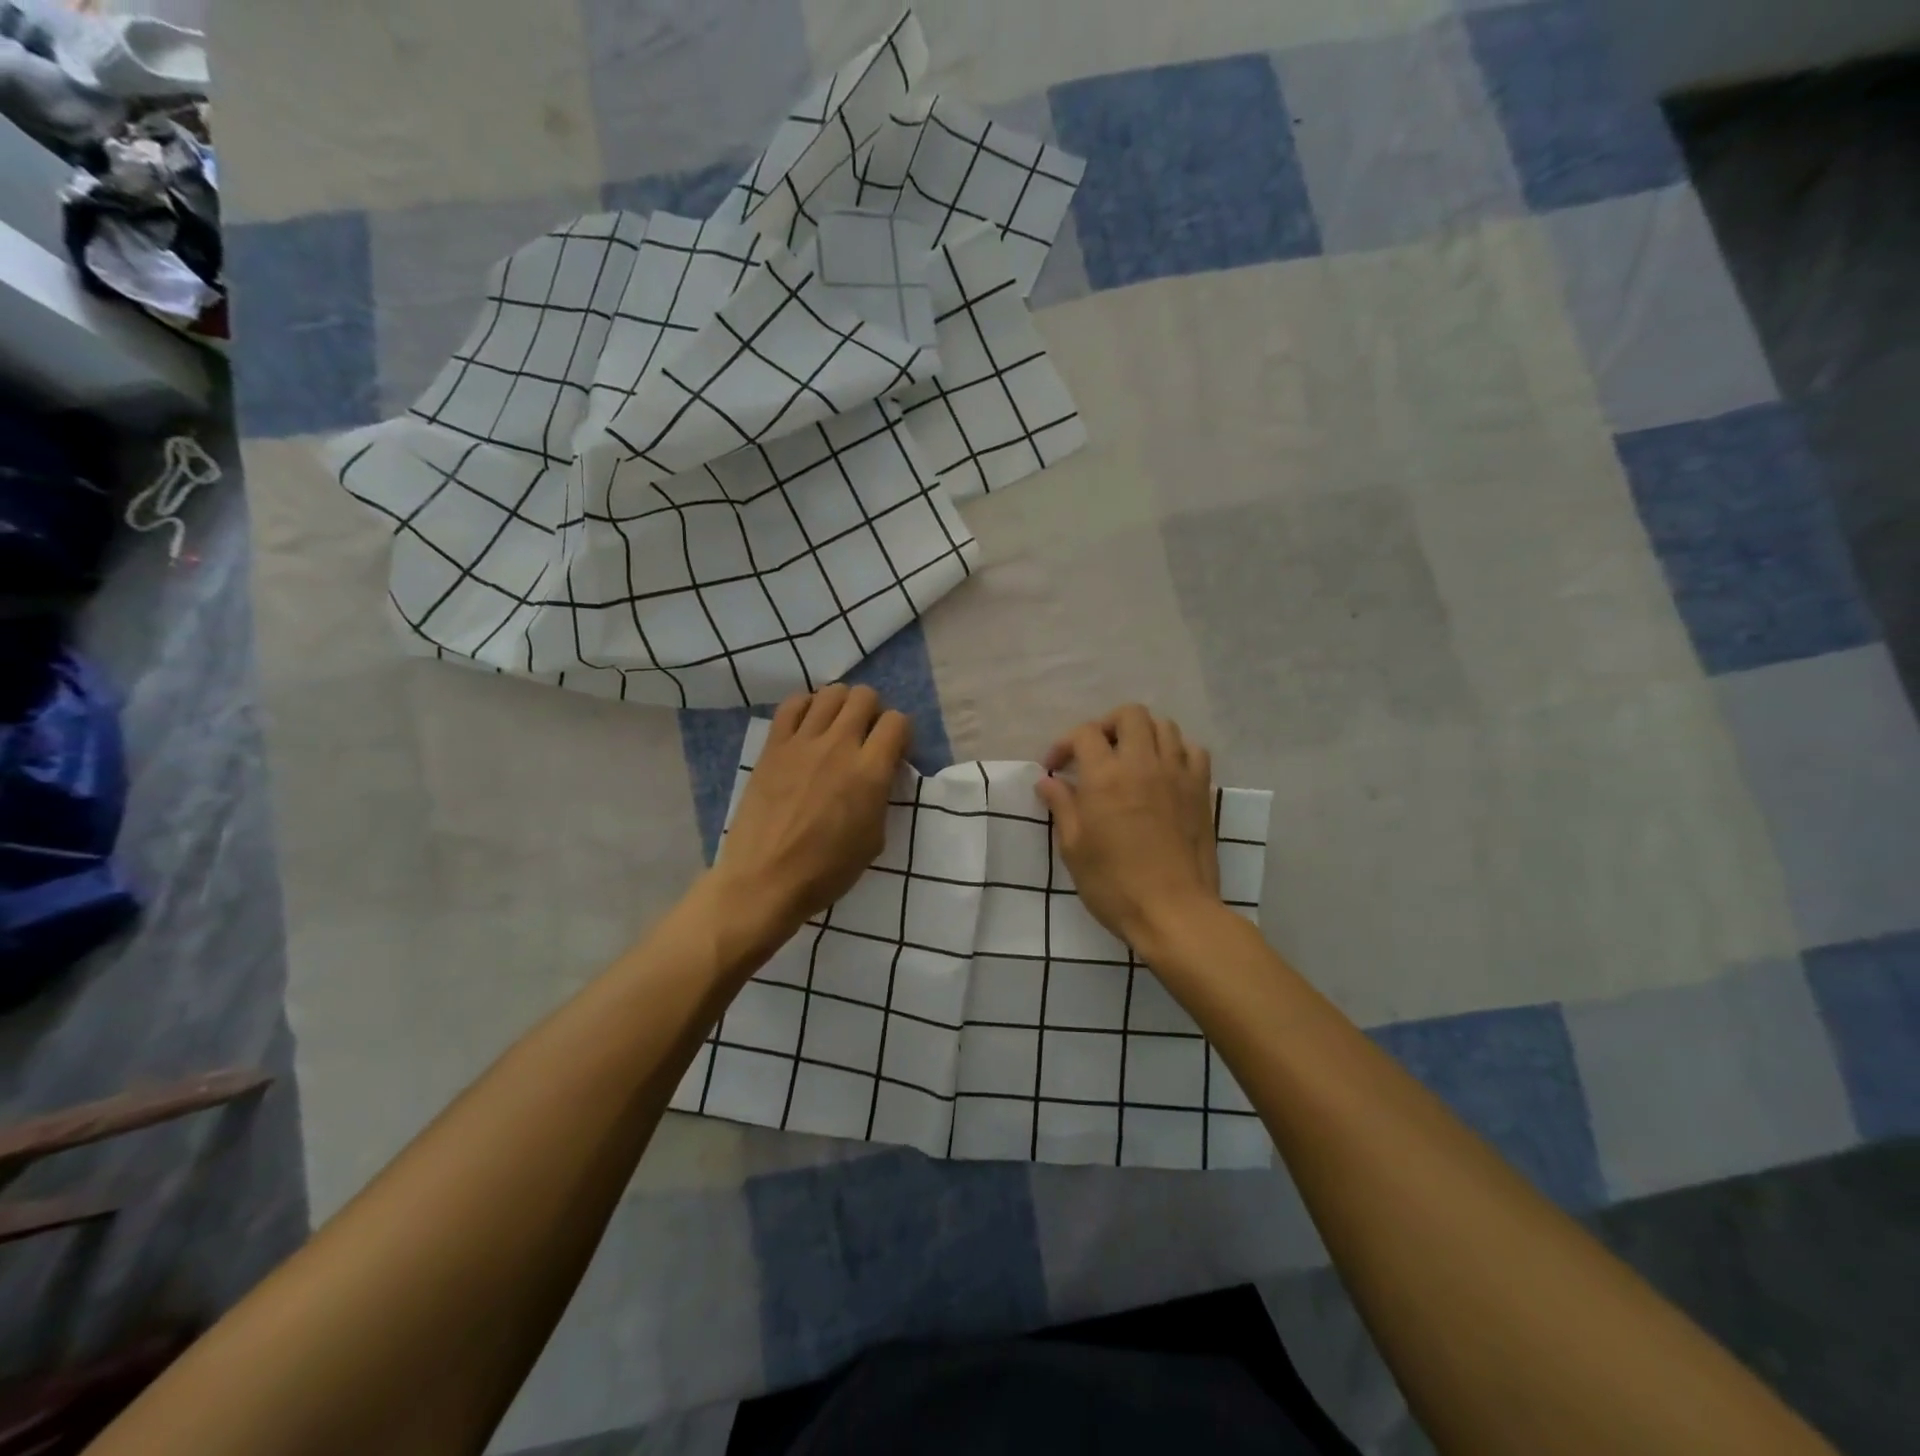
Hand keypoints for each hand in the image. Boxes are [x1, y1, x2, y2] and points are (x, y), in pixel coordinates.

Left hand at [711, 685, 910, 946]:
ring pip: (831, 693)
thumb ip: (881, 796)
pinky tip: (808, 727)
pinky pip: (793, 704)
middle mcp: (839, 746)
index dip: (900, 734)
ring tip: (837, 728)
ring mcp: (802, 742)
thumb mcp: (874, 839)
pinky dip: (807, 707)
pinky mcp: (773, 746)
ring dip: (842, 705)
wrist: (765, 880)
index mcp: (870, 772)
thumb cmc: (826, 870)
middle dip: (873, 712)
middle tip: (866, 737)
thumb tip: (878, 774)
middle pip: (865, 697)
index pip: (897, 722)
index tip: (894, 753)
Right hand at [1035, 705, 1221, 954]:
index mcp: (1105, 777)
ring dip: (1142, 734)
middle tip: (1095, 753)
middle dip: (1106, 726)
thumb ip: (1062, 807)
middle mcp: (1143, 764)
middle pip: (1129, 715)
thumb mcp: (1074, 848)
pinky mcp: (1201, 790)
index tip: (1055, 770)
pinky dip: (1176, 750)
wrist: (1174, 912)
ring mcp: (1177, 774)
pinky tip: (1164, 771)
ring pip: (1164, 726)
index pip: (1084, 734)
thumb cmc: (1114, 884)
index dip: (1064, 745)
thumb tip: (1048, 782)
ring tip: (1129, 759)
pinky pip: (1193, 750)